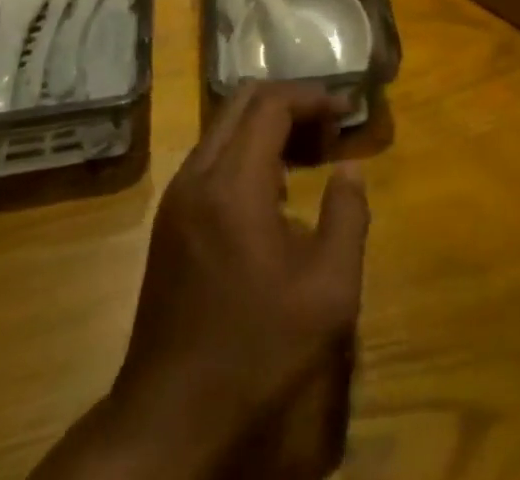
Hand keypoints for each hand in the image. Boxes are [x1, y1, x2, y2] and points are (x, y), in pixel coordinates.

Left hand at [34, 83, 368, 479]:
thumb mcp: (328, 291)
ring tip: (311, 155)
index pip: (272, 103)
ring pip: (225, 127)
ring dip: (269, 126)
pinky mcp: (170, 221)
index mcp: (233, 185)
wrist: (169, 423)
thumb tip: (350, 167)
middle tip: (330, 129)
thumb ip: (348, 216)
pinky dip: (248, 151)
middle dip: (291, 103)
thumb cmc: (256, 354)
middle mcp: (197, 177)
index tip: (347, 112)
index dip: (314, 97)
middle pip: (243, 102)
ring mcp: (176, 198)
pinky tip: (275, 192)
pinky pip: (212, 158)